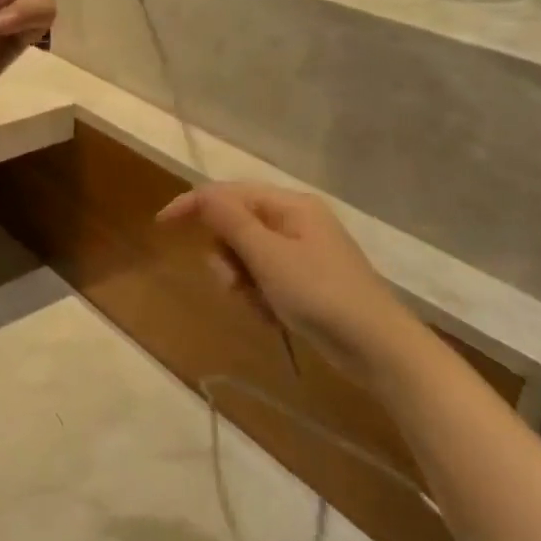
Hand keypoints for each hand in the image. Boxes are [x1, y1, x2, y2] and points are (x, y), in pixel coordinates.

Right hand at [158, 182, 419, 381]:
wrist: (378, 348)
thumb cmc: (321, 294)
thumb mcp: (268, 256)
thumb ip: (231, 222)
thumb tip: (201, 193)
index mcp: (289, 205)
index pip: (227, 193)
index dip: (192, 205)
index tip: (161, 225)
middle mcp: (294, 221)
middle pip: (235, 226)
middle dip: (226, 256)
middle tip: (233, 284)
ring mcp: (301, 252)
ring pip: (245, 257)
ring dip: (242, 282)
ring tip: (258, 306)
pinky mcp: (304, 281)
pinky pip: (263, 279)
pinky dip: (259, 297)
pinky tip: (272, 317)